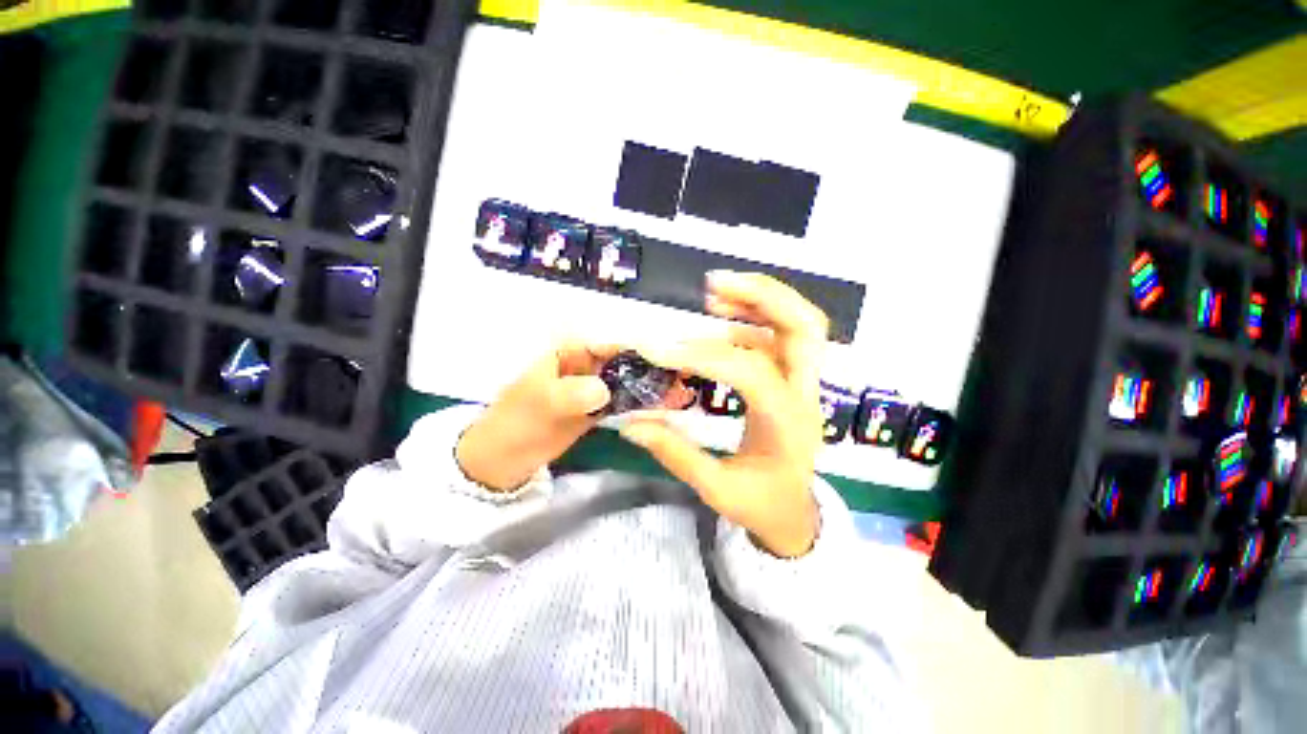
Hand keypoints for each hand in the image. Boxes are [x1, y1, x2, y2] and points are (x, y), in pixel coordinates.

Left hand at [456, 341, 691, 490]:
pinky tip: (666, 406)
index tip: (666, 354)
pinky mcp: (598, 409)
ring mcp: (593, 387)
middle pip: (625, 359)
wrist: (501, 460)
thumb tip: (603, 390)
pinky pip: (624, 402)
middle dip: (653, 366)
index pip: (609, 341)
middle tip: (684, 374)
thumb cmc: (513, 423)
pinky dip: (643, 404)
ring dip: (653, 385)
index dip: (638, 345)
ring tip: (684, 390)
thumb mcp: (537, 404)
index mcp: (569, 351)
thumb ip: (570, 394)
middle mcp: (586, 364)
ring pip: (629, 380)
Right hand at [621, 272, 828, 557]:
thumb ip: (675, 454)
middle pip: (805, 328)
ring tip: (714, 293)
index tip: (656, 350)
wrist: (796, 515)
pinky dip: (754, 320)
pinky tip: (722, 320)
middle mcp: (804, 395)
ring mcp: (804, 385)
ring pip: (800, 325)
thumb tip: (630, 425)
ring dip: (760, 300)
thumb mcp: (717, 489)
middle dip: (762, 297)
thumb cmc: (762, 506)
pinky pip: (780, 338)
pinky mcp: (792, 381)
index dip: (702, 356)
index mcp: (788, 424)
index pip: (749, 372)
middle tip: (713, 285)